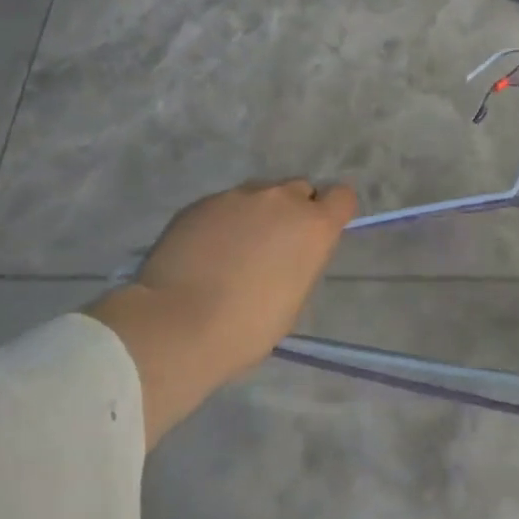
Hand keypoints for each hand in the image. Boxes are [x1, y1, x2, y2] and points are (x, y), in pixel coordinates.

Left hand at [86, 179, 356, 445]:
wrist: (176, 325)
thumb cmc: (246, 328)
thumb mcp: (292, 300)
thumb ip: (299, 261)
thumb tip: (288, 252)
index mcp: (313, 226)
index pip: (342, 197)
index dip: (332, 212)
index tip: (317, 234)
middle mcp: (281, 199)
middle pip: (298, 190)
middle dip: (291, 212)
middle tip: (271, 247)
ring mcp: (238, 196)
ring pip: (259, 195)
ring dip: (255, 215)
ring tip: (231, 251)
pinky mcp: (202, 202)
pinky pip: (223, 205)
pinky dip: (221, 222)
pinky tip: (203, 253)